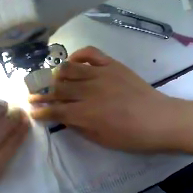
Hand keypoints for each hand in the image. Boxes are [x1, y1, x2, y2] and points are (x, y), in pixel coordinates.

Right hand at [29, 46, 175, 151]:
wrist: (160, 119)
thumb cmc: (132, 136)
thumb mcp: (102, 139)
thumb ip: (79, 126)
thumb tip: (64, 117)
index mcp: (86, 114)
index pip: (55, 111)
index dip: (41, 111)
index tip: (32, 110)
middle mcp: (89, 91)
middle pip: (58, 88)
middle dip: (42, 92)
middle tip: (34, 93)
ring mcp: (101, 74)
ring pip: (69, 69)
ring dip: (57, 74)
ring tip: (52, 79)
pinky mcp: (113, 65)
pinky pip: (91, 53)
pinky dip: (78, 55)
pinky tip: (73, 61)